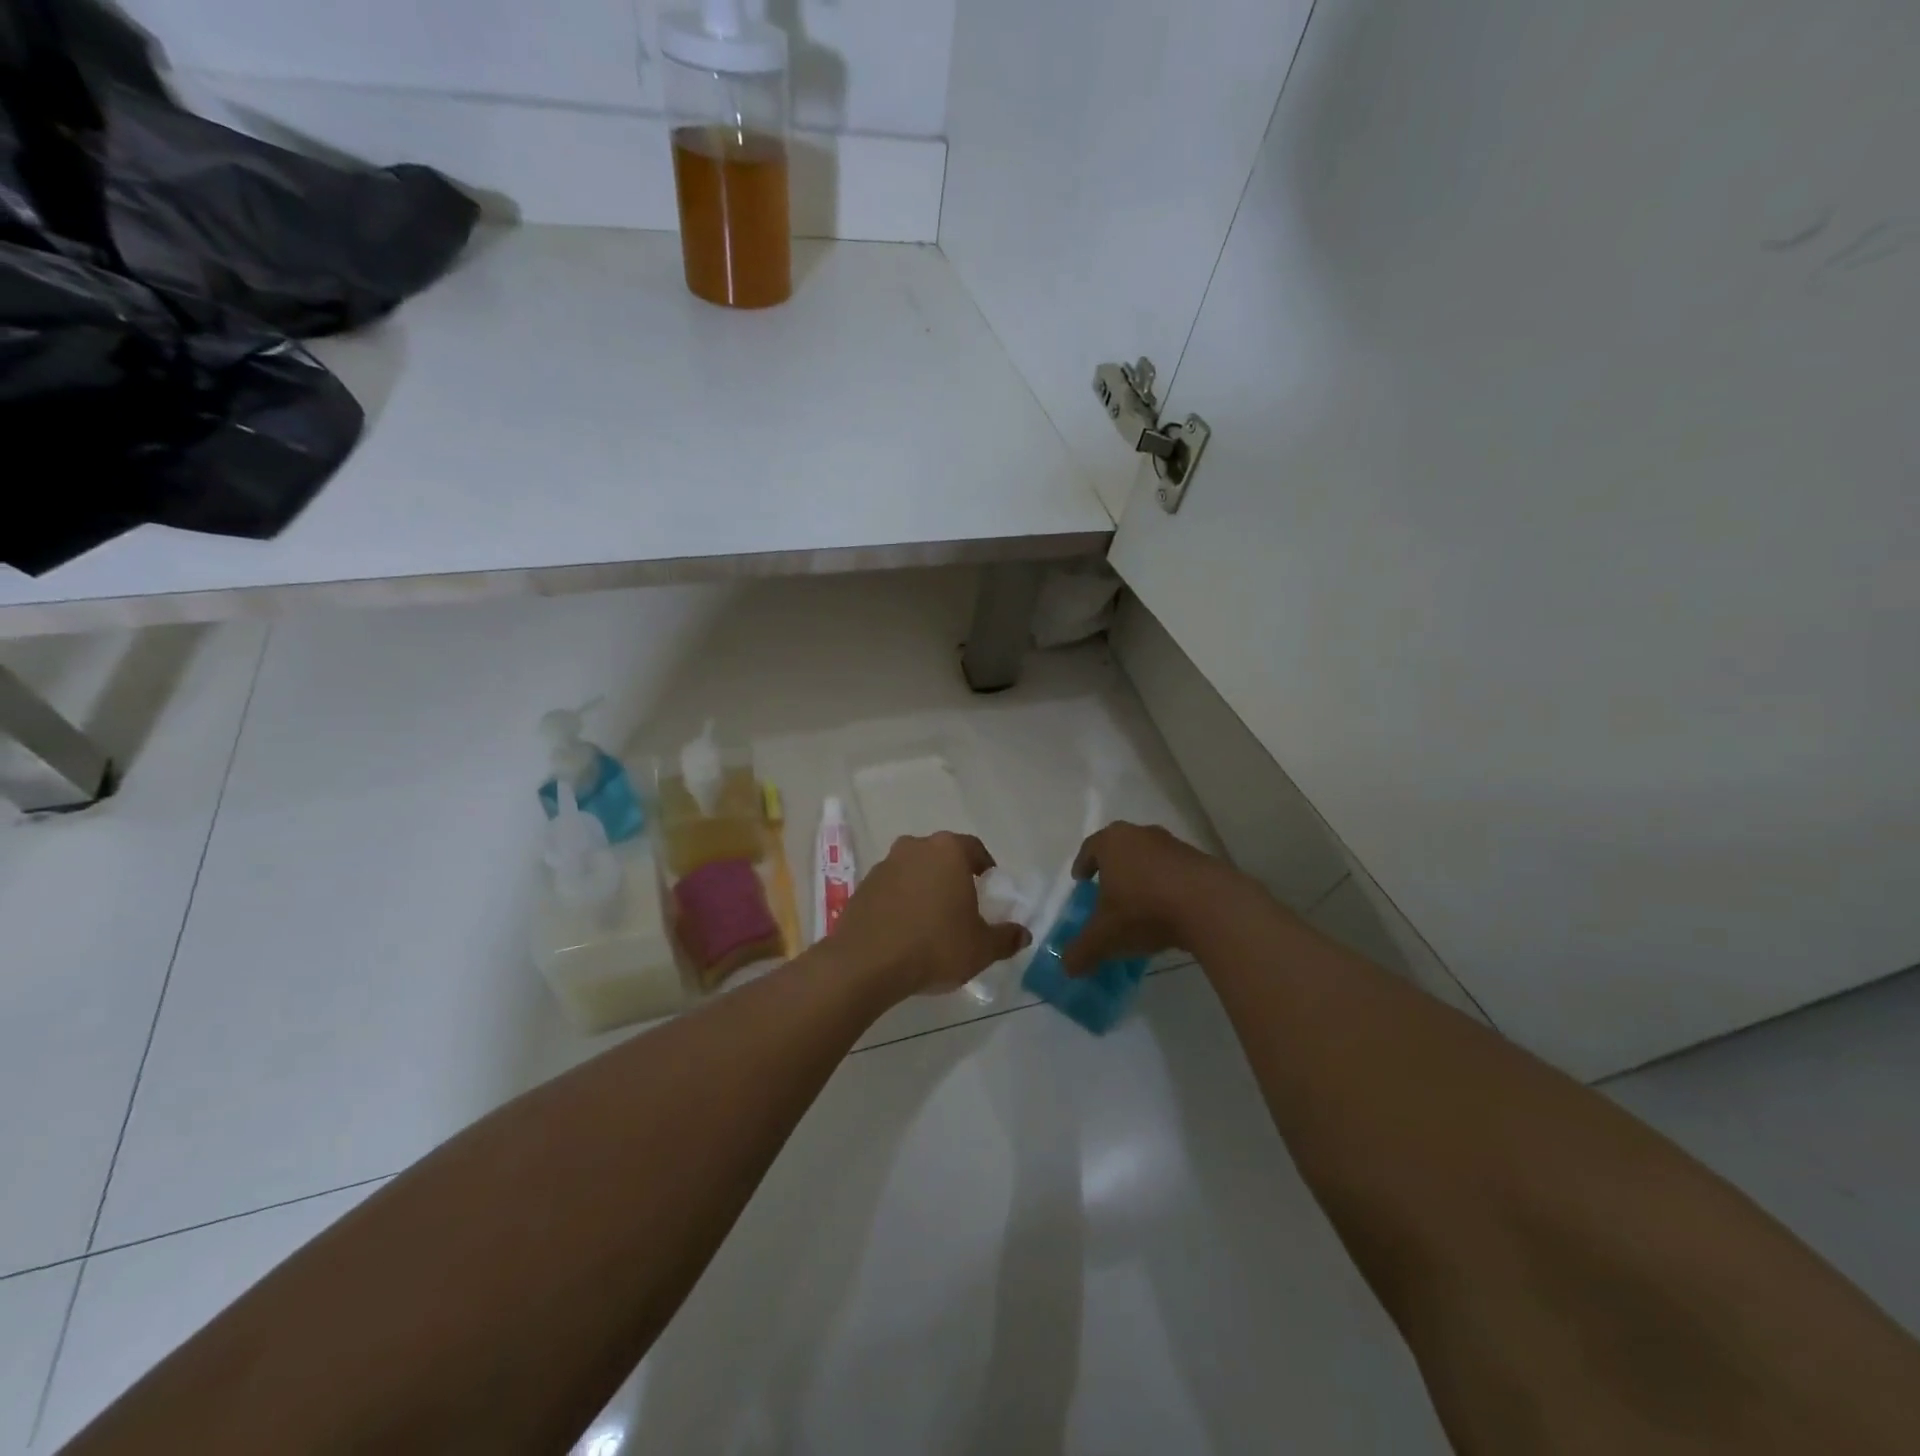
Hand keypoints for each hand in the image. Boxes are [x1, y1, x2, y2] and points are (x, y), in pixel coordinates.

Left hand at [831, 833, 1029, 998]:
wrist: (865, 963)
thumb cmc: (934, 946)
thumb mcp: (981, 948)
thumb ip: (1006, 938)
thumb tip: (1023, 934)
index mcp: (948, 851)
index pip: (974, 848)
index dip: (985, 868)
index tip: (989, 889)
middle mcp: (915, 847)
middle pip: (942, 857)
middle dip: (953, 877)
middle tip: (963, 906)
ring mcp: (885, 865)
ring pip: (914, 871)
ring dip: (925, 889)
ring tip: (932, 921)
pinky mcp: (863, 886)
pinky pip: (892, 889)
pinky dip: (902, 902)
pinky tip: (906, 931)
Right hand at [1061, 822, 1238, 975]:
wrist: (1210, 905)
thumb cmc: (1144, 910)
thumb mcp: (1105, 937)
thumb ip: (1082, 950)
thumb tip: (1067, 967)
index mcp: (1112, 842)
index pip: (1090, 848)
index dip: (1083, 865)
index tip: (1081, 880)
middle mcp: (1141, 835)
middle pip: (1121, 849)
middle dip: (1113, 869)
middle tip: (1108, 891)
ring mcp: (1173, 845)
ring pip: (1150, 859)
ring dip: (1143, 877)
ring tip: (1140, 904)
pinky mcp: (1200, 860)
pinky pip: (1175, 872)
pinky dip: (1168, 887)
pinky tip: (1169, 911)